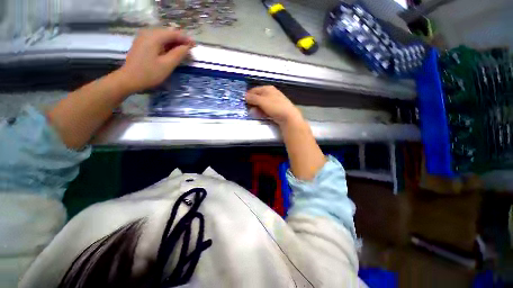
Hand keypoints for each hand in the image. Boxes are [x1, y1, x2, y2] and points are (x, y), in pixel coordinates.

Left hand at [118, 28, 194, 92]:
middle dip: (180, 40)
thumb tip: (187, 47)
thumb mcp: (167, 65)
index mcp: (154, 37)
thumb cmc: (149, 73)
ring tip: (183, 50)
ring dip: (173, 42)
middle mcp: (148, 33)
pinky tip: (171, 51)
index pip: (173, 33)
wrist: (129, 79)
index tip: (195, 45)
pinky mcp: (142, 43)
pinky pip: (157, 40)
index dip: (185, 38)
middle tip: (190, 49)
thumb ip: (178, 54)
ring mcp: (143, 37)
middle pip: (168, 33)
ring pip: (163, 36)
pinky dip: (166, 44)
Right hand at [246, 86, 303, 126]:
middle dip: (253, 103)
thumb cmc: (275, 106)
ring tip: (254, 113)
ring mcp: (273, 101)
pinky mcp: (275, 109)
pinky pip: (266, 109)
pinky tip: (261, 115)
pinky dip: (262, 111)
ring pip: (262, 104)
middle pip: (258, 97)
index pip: (254, 90)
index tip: (243, 102)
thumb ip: (253, 98)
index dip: (248, 95)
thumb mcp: (262, 101)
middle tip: (249, 109)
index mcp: (268, 88)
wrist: (288, 116)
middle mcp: (271, 93)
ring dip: (257, 108)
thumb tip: (245, 96)